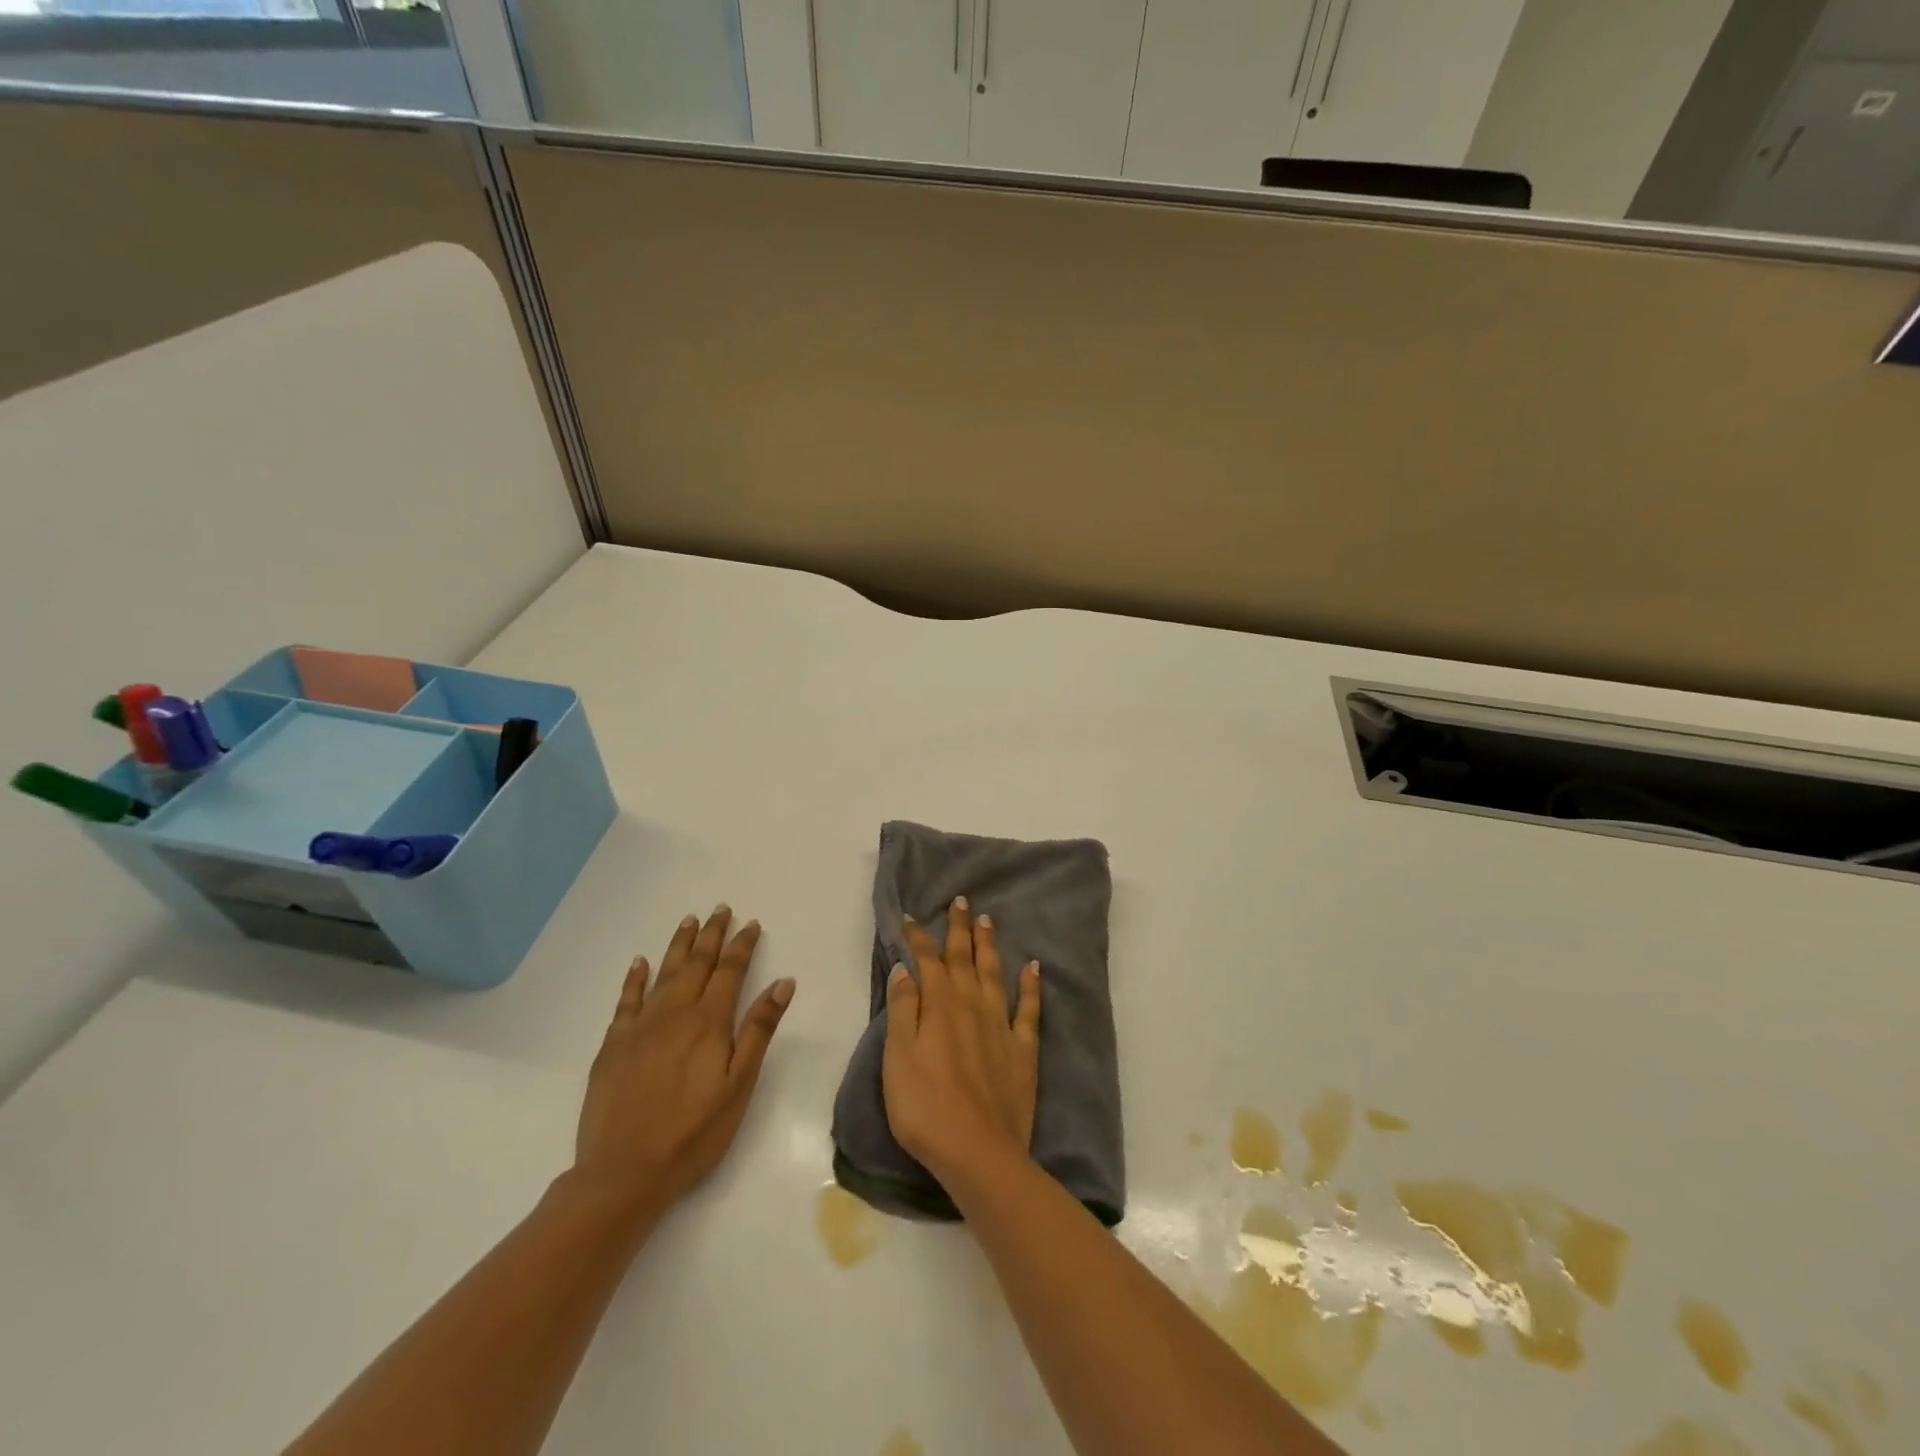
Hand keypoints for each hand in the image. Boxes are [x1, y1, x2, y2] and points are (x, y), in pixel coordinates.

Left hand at [572, 906, 794, 1218]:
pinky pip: (626, 1000)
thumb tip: (783, 982)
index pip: (730, 971)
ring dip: (678, 945)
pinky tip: (640, 963)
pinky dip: (635, 978)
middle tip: (720, 909)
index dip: (742, 945)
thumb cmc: (693, 1133)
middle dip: (711, 935)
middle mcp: (674, 1013)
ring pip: (663, 973)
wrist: (623, 1173)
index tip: (751, 923)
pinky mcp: (612, 1046)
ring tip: (688, 921)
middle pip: (696, 963)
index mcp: (709, 1022)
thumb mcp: (739, 1085)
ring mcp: (639, 1027)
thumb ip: (759, 1030)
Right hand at [882, 896, 1040, 1186]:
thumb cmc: (925, 1107)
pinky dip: (1030, 985)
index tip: (912, 917)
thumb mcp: (898, 1058)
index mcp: (939, 1007)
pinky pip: (1028, 1009)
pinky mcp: (1022, 1050)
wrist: (978, 1151)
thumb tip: (904, 969)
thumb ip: (902, 1010)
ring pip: (994, 974)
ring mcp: (1000, 1026)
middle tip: (962, 901)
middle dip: (960, 929)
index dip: (919, 938)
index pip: (928, 962)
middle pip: (964, 959)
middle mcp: (972, 1006)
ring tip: (988, 920)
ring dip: (989, 946)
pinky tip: (1033, 968)